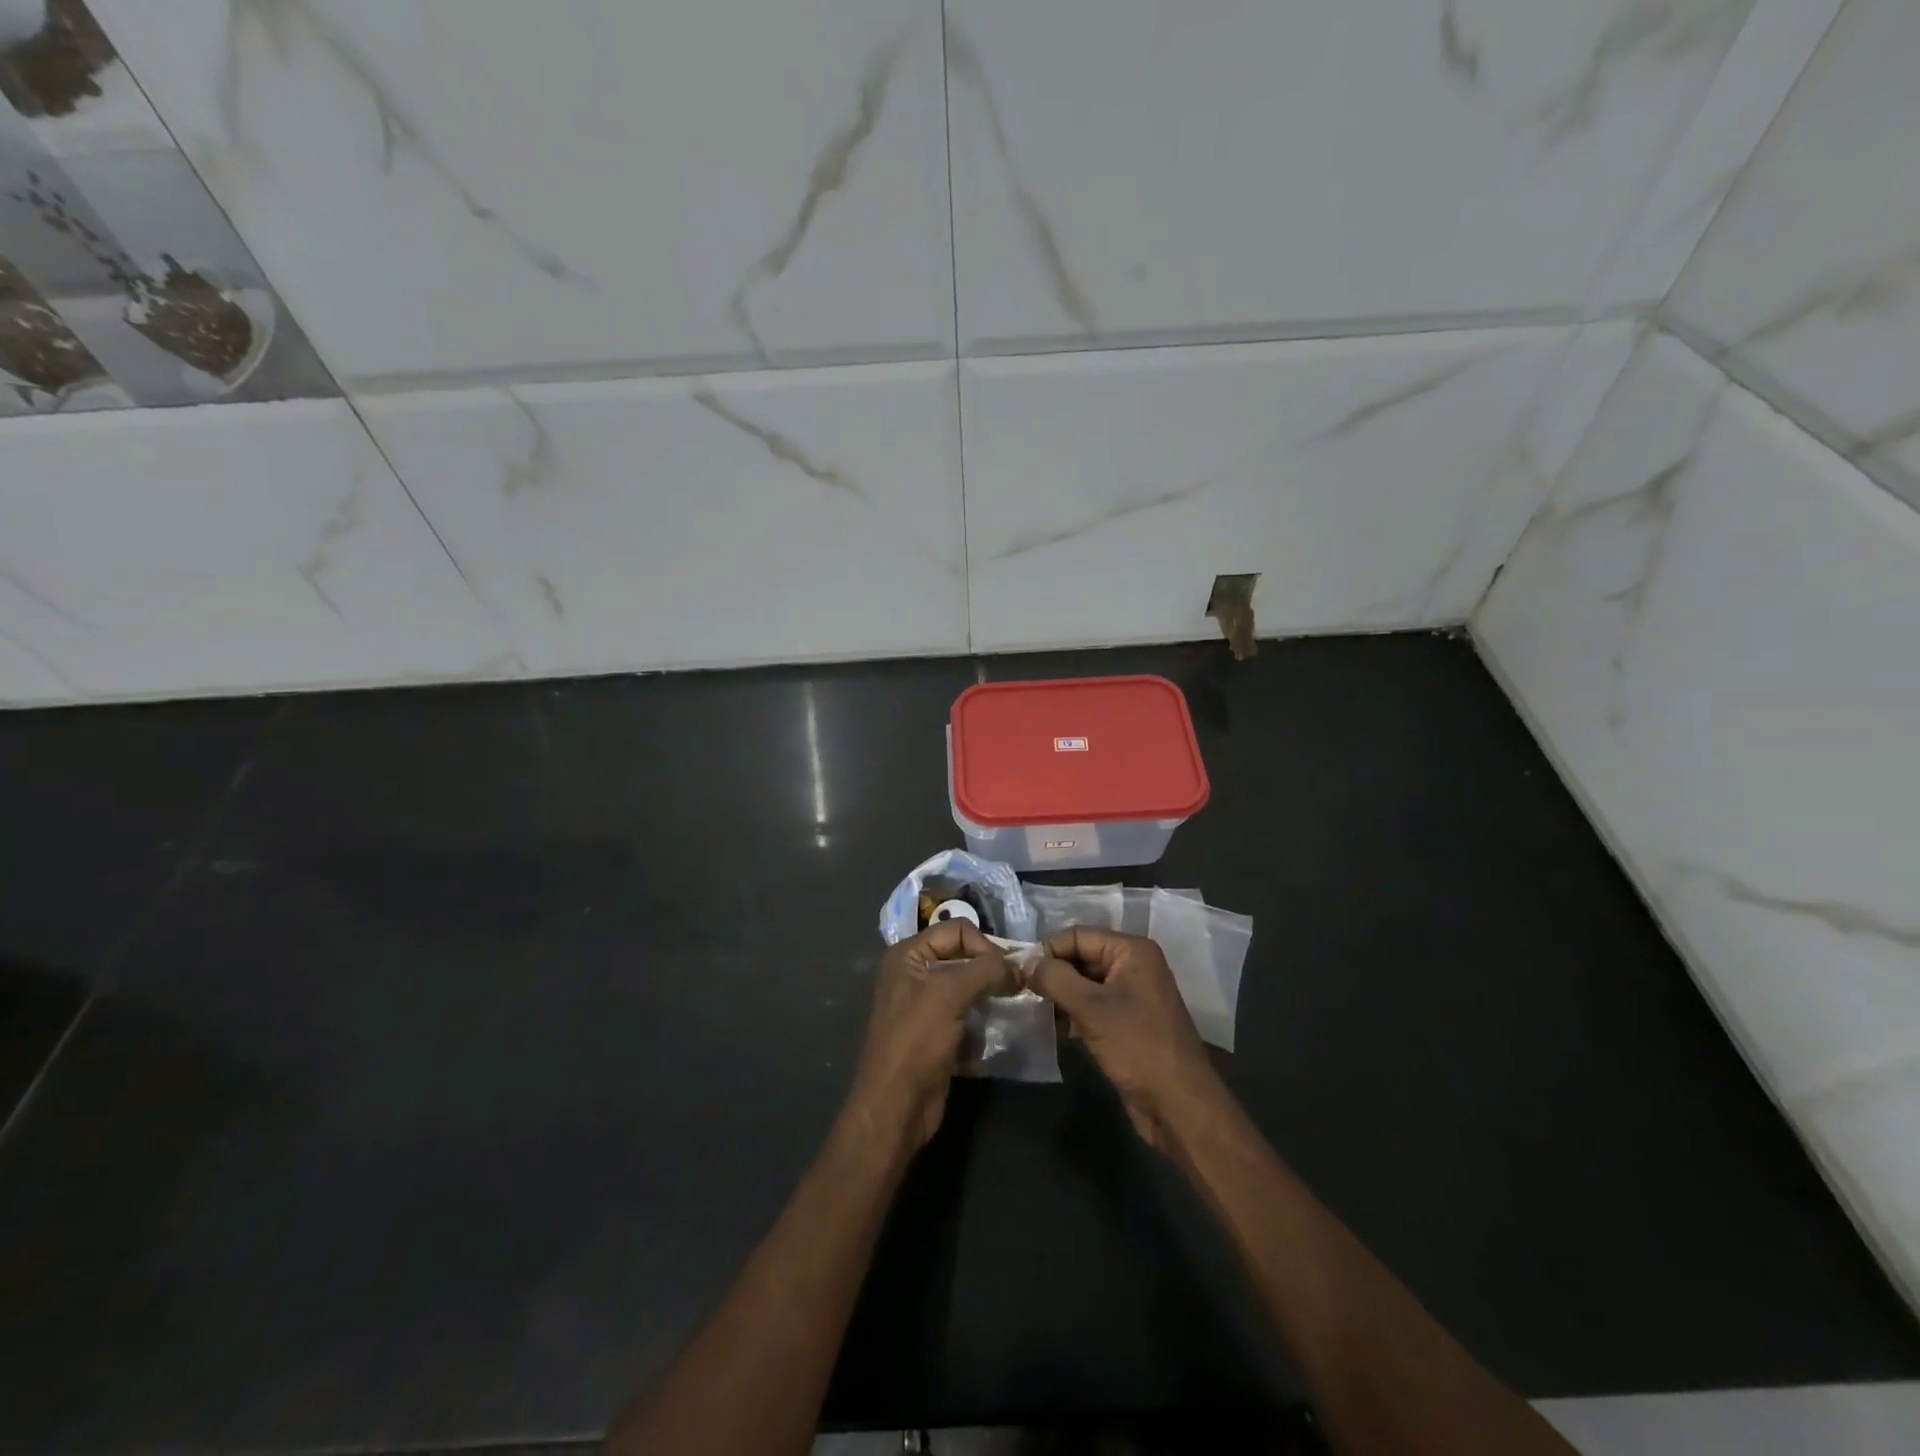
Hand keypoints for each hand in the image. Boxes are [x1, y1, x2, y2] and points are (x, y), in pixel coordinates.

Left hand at [848, 920, 1014, 1149]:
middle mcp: (915, 973)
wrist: (896, 1105)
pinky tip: (1005, 1022)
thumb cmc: (916, 1040)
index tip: (1006, 971)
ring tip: (1016, 1001)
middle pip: (963, 955)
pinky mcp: (938, 1032)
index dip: (984, 945)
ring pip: (968, 985)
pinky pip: (969, 1012)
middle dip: (991, 967)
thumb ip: (986, 971)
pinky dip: (987, 1014)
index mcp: (908, 955)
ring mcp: (926, 1004)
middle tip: (1019, 984)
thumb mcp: (950, 994)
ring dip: (993, 991)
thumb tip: (1019, 967)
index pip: (956, 929)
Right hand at [1028, 927, 1221, 1149]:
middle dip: (1053, 975)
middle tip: (1022, 995)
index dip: (1048, 951)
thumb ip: (1055, 978)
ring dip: (1059, 997)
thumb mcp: (1091, 1008)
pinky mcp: (1127, 1022)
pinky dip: (1072, 1014)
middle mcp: (1133, 965)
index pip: (1077, 935)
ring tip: (1035, 1014)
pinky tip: (1054, 1030)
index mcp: (1131, 951)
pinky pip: (1093, 1006)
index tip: (1020, 975)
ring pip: (1084, 983)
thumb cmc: (1137, 1046)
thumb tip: (1026, 963)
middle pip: (1081, 957)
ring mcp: (1131, 995)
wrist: (1178, 1105)